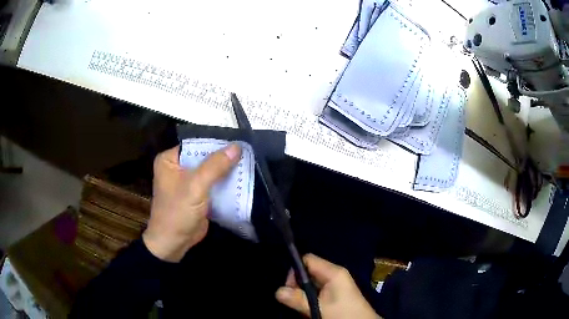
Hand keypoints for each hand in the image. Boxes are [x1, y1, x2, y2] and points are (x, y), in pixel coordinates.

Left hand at [142, 144, 240, 261]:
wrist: (174, 243)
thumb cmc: (178, 211)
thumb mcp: (196, 186)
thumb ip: (215, 166)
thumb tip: (237, 147)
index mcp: (170, 159)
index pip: (196, 145)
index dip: (216, 144)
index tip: (238, 144)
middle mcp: (177, 167)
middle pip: (204, 157)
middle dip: (223, 158)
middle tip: (247, 154)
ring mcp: (187, 182)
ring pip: (210, 171)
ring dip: (226, 171)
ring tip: (248, 164)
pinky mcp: (197, 195)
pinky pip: (213, 184)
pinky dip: (225, 183)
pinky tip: (241, 180)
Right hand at [276, 254, 379, 318]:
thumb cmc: (343, 314)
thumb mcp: (319, 308)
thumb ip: (298, 299)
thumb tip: (277, 291)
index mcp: (333, 272)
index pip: (308, 259)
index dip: (295, 270)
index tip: (290, 287)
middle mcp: (334, 274)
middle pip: (308, 271)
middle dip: (298, 285)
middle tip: (295, 300)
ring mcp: (336, 284)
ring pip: (311, 283)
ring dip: (303, 294)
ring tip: (304, 307)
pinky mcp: (335, 293)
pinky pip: (317, 291)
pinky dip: (311, 298)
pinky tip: (311, 309)